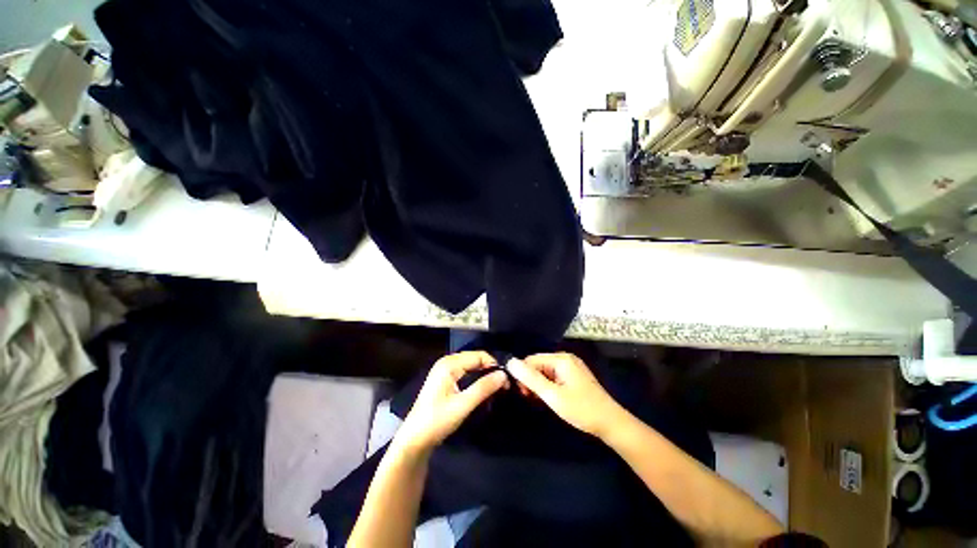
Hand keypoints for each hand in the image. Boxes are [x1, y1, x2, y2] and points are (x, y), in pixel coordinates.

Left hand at [394, 351, 508, 453]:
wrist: (414, 439)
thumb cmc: (437, 421)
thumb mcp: (463, 405)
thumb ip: (484, 388)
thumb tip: (504, 375)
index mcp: (449, 364)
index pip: (478, 355)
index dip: (494, 365)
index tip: (506, 381)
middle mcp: (446, 362)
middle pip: (475, 359)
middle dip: (490, 369)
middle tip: (504, 386)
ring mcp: (444, 370)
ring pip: (471, 366)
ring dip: (483, 374)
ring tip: (496, 388)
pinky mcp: (444, 379)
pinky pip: (465, 372)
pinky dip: (475, 378)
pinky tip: (482, 389)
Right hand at [507, 352, 623, 437]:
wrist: (612, 424)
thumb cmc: (581, 409)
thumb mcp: (552, 395)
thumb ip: (530, 378)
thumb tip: (510, 362)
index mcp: (561, 359)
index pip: (531, 360)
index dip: (523, 375)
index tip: (523, 393)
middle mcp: (565, 359)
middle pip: (538, 364)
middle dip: (531, 380)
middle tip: (531, 399)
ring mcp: (571, 367)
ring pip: (545, 372)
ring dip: (539, 385)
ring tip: (540, 401)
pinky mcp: (574, 377)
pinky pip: (554, 377)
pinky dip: (548, 387)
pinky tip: (549, 399)